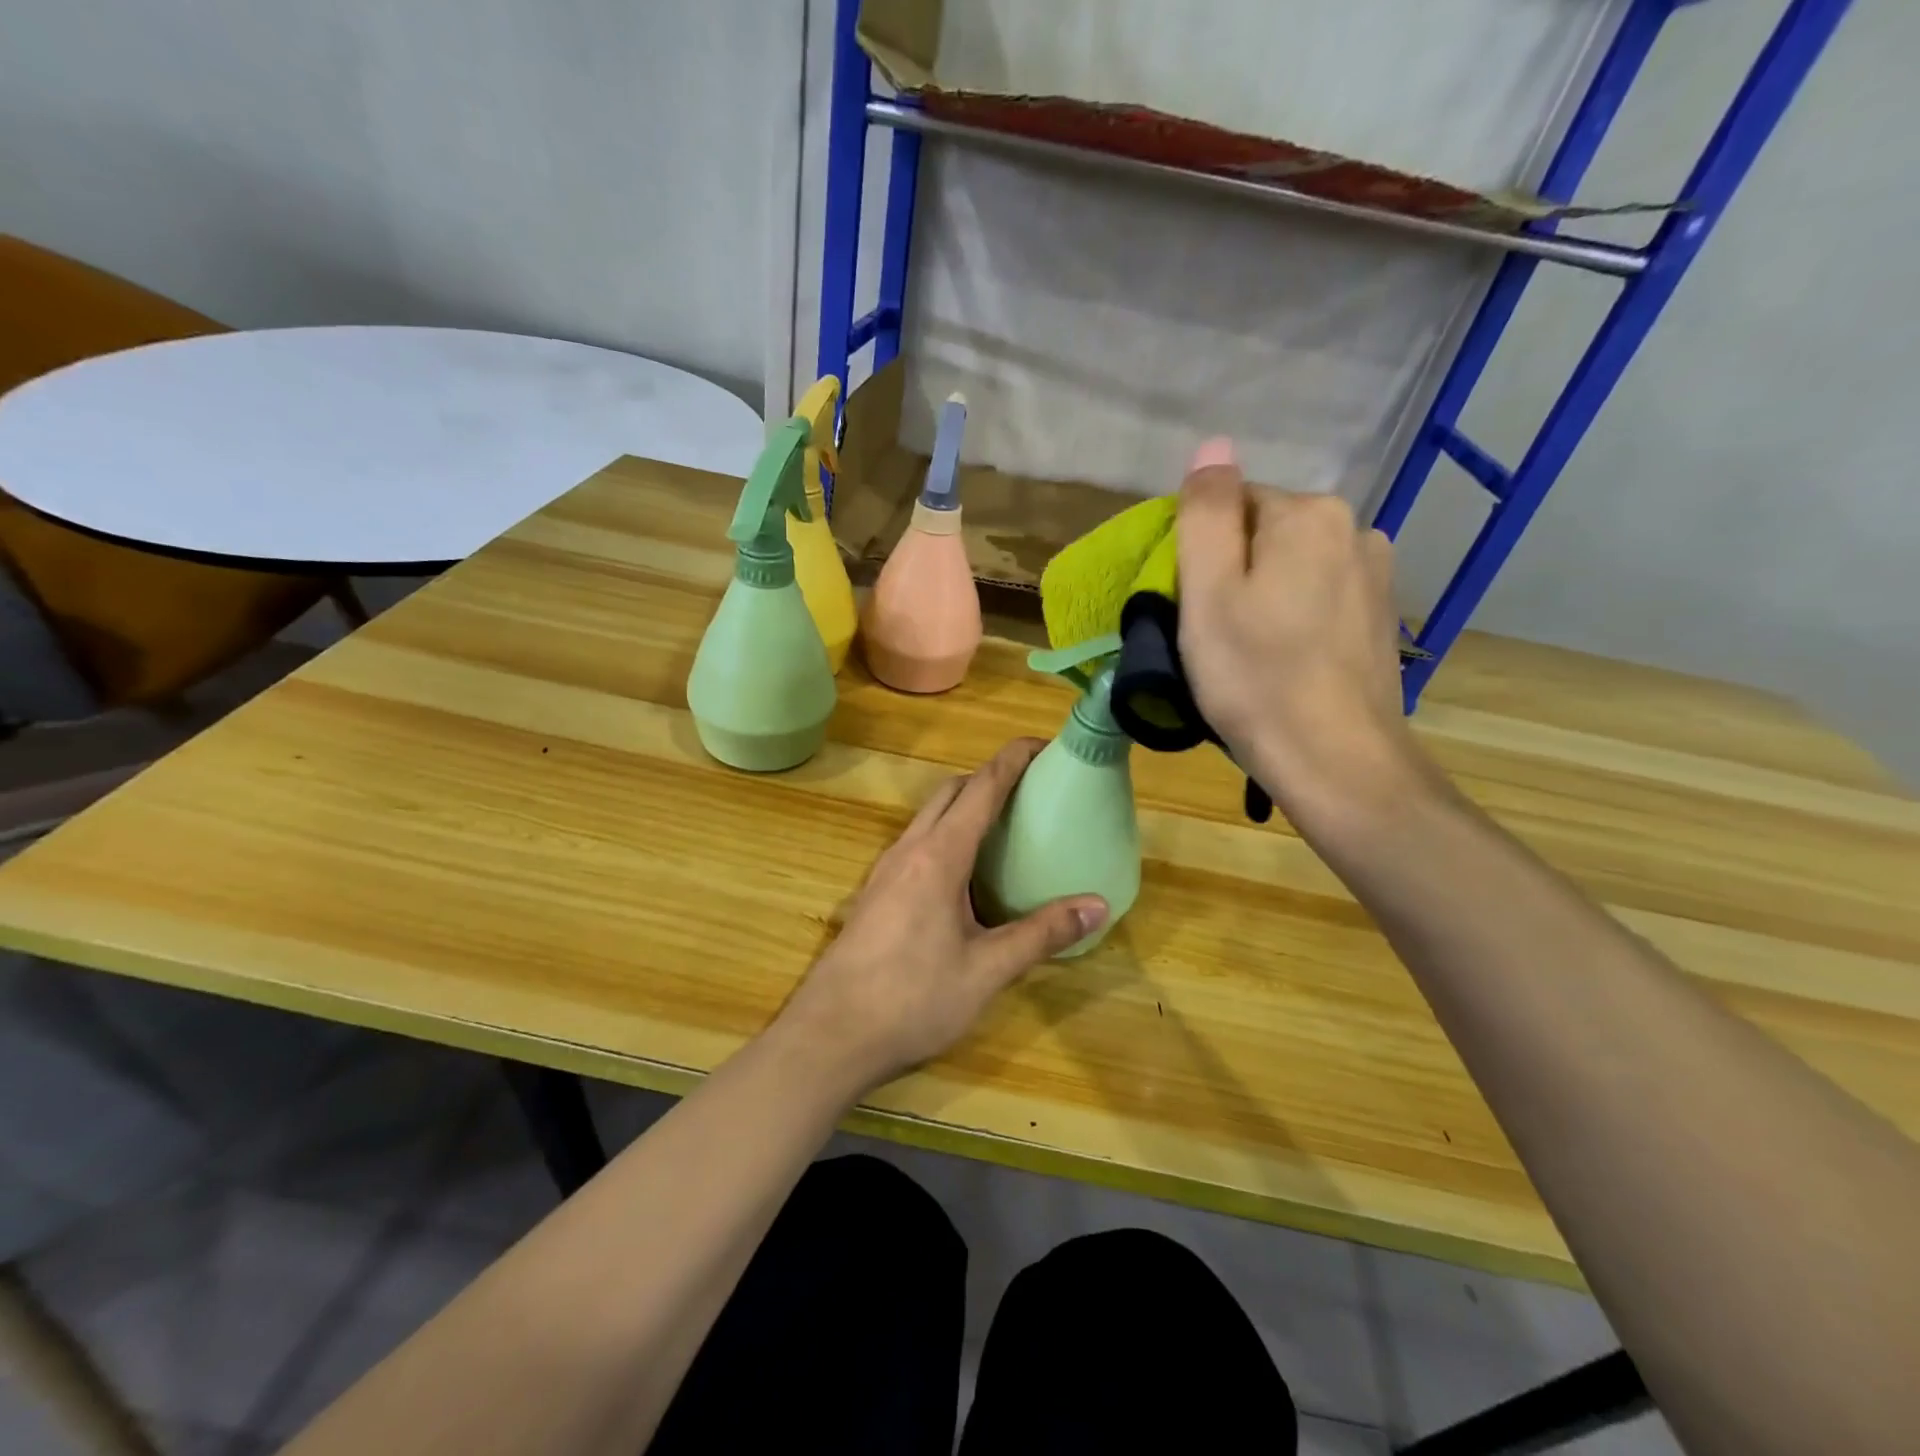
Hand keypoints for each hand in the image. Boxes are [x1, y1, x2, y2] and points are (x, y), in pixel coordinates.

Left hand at [776, 740, 1108, 1094]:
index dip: (1012, 759)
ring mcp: (885, 871)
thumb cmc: (912, 1000)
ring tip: (1003, 827)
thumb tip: (1097, 905)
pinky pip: (916, 843)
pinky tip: (963, 874)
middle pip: (950, 792)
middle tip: (1029, 790)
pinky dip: (945, 834)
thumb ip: (1041, 934)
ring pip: (928, 817)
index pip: (980, 788)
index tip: (1041, 744)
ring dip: (963, 805)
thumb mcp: (986, 970)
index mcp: (939, 856)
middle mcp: (908, 850)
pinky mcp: (874, 893)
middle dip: (988, 777)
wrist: (830, 1036)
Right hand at [1176, 445, 1428, 827]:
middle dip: (1232, 573)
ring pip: (1291, 567)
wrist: (1336, 762)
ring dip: (1263, 596)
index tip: (1191, 607)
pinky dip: (1294, 617)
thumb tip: (1214, 446)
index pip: (1231, 504)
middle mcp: (1354, 528)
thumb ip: (1206, 514)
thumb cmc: (1256, 679)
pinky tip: (1286, 662)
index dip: (1200, 554)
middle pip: (1263, 534)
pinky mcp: (1381, 616)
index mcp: (1308, 514)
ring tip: (1249, 654)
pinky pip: (1319, 596)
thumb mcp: (1208, 595)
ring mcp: (1376, 573)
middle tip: (1213, 636)